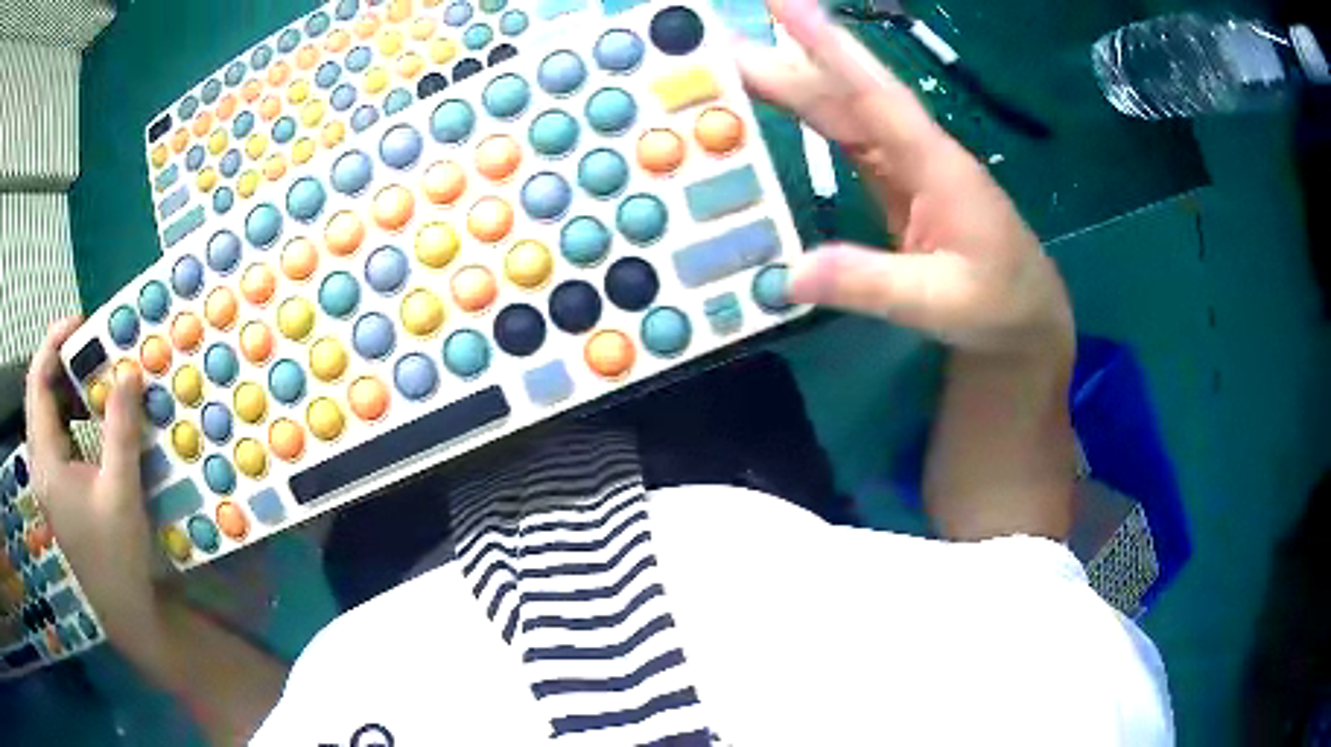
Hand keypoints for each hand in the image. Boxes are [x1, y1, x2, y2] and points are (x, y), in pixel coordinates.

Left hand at [24, 318, 165, 668]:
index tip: (82, 324)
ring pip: (45, 411)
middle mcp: (39, 463)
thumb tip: (128, 372)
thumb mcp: (122, 493)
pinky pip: (54, 433)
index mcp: (45, 462)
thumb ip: (121, 430)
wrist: (123, 611)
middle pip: (38, 392)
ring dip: (65, 385)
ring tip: (92, 376)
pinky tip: (88, 416)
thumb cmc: (118, 556)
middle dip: (61, 361)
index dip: (55, 344)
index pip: (38, 382)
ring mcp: (46, 477)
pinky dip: (69, 412)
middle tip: (92, 347)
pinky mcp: (55, 487)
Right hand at [739, 0, 1072, 358]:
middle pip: (847, 94)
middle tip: (726, 40)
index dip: (829, 46)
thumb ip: (870, 283)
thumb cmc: (999, 305)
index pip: (874, 92)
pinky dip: (809, 120)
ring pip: (843, 112)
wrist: (1025, 318)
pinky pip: (846, 140)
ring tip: (736, 64)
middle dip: (791, 58)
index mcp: (934, 163)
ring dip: (792, 84)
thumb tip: (790, 273)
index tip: (784, 3)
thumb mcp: (941, 303)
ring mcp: (907, 166)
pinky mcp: (898, 184)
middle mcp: (916, 151)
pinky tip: (779, 108)